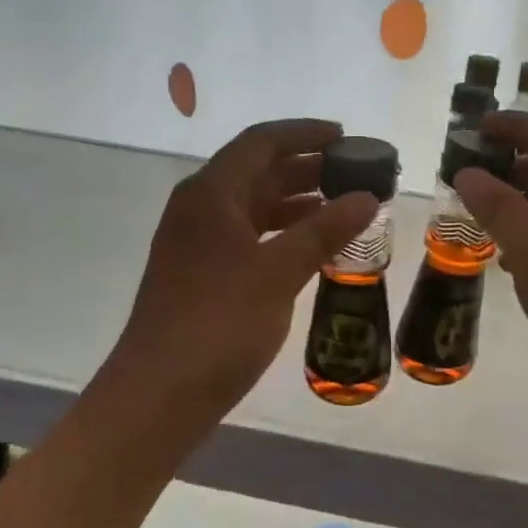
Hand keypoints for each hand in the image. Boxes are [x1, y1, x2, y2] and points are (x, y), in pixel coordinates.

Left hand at [103, 119, 377, 421]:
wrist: (160, 393)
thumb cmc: (219, 323)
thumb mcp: (278, 272)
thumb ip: (324, 231)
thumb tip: (367, 198)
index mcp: (211, 194)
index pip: (261, 143)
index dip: (305, 133)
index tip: (346, 137)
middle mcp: (200, 209)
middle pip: (257, 172)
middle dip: (307, 168)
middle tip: (354, 174)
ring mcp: (198, 243)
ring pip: (254, 207)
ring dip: (297, 203)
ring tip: (344, 208)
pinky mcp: (202, 274)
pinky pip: (250, 238)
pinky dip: (283, 235)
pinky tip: (313, 248)